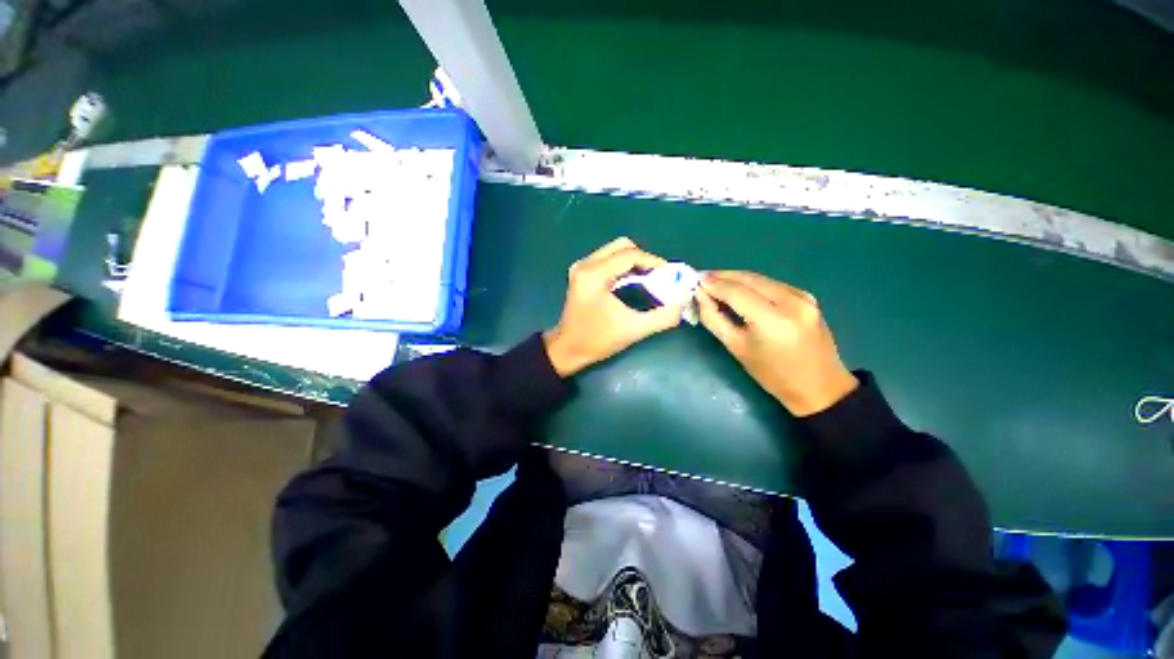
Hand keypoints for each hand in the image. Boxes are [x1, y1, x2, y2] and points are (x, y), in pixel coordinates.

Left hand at [544, 238, 684, 376]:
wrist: (568, 349)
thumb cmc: (597, 340)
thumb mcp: (633, 330)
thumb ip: (662, 317)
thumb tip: (683, 304)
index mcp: (594, 274)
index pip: (629, 255)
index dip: (653, 261)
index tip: (669, 273)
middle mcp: (585, 265)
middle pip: (621, 246)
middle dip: (644, 258)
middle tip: (658, 275)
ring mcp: (581, 268)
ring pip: (614, 251)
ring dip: (634, 262)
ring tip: (649, 278)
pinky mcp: (582, 274)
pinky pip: (607, 260)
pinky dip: (623, 266)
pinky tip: (634, 281)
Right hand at [697, 271, 858, 416]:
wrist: (819, 386)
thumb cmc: (772, 374)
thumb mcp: (736, 348)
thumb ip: (715, 319)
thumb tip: (701, 297)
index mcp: (773, 320)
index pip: (736, 292)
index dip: (714, 283)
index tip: (695, 279)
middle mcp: (791, 301)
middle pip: (749, 279)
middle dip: (723, 276)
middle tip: (702, 277)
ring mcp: (803, 297)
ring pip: (761, 279)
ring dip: (736, 278)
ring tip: (716, 282)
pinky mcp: (807, 297)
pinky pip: (772, 285)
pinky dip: (752, 284)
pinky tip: (739, 289)